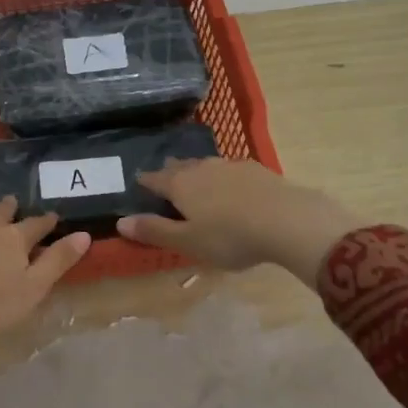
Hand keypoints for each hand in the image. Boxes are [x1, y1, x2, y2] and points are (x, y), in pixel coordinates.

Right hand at [116, 158, 358, 286]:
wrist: (287, 220)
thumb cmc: (230, 236)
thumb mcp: (189, 242)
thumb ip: (155, 231)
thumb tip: (120, 221)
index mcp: (180, 184)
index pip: (155, 179)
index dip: (145, 181)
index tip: (138, 182)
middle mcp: (201, 168)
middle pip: (179, 167)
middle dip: (170, 173)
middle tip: (165, 179)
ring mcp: (230, 165)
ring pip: (205, 166)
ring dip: (197, 172)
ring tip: (196, 181)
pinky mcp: (256, 169)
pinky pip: (230, 170)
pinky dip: (223, 178)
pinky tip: (232, 187)